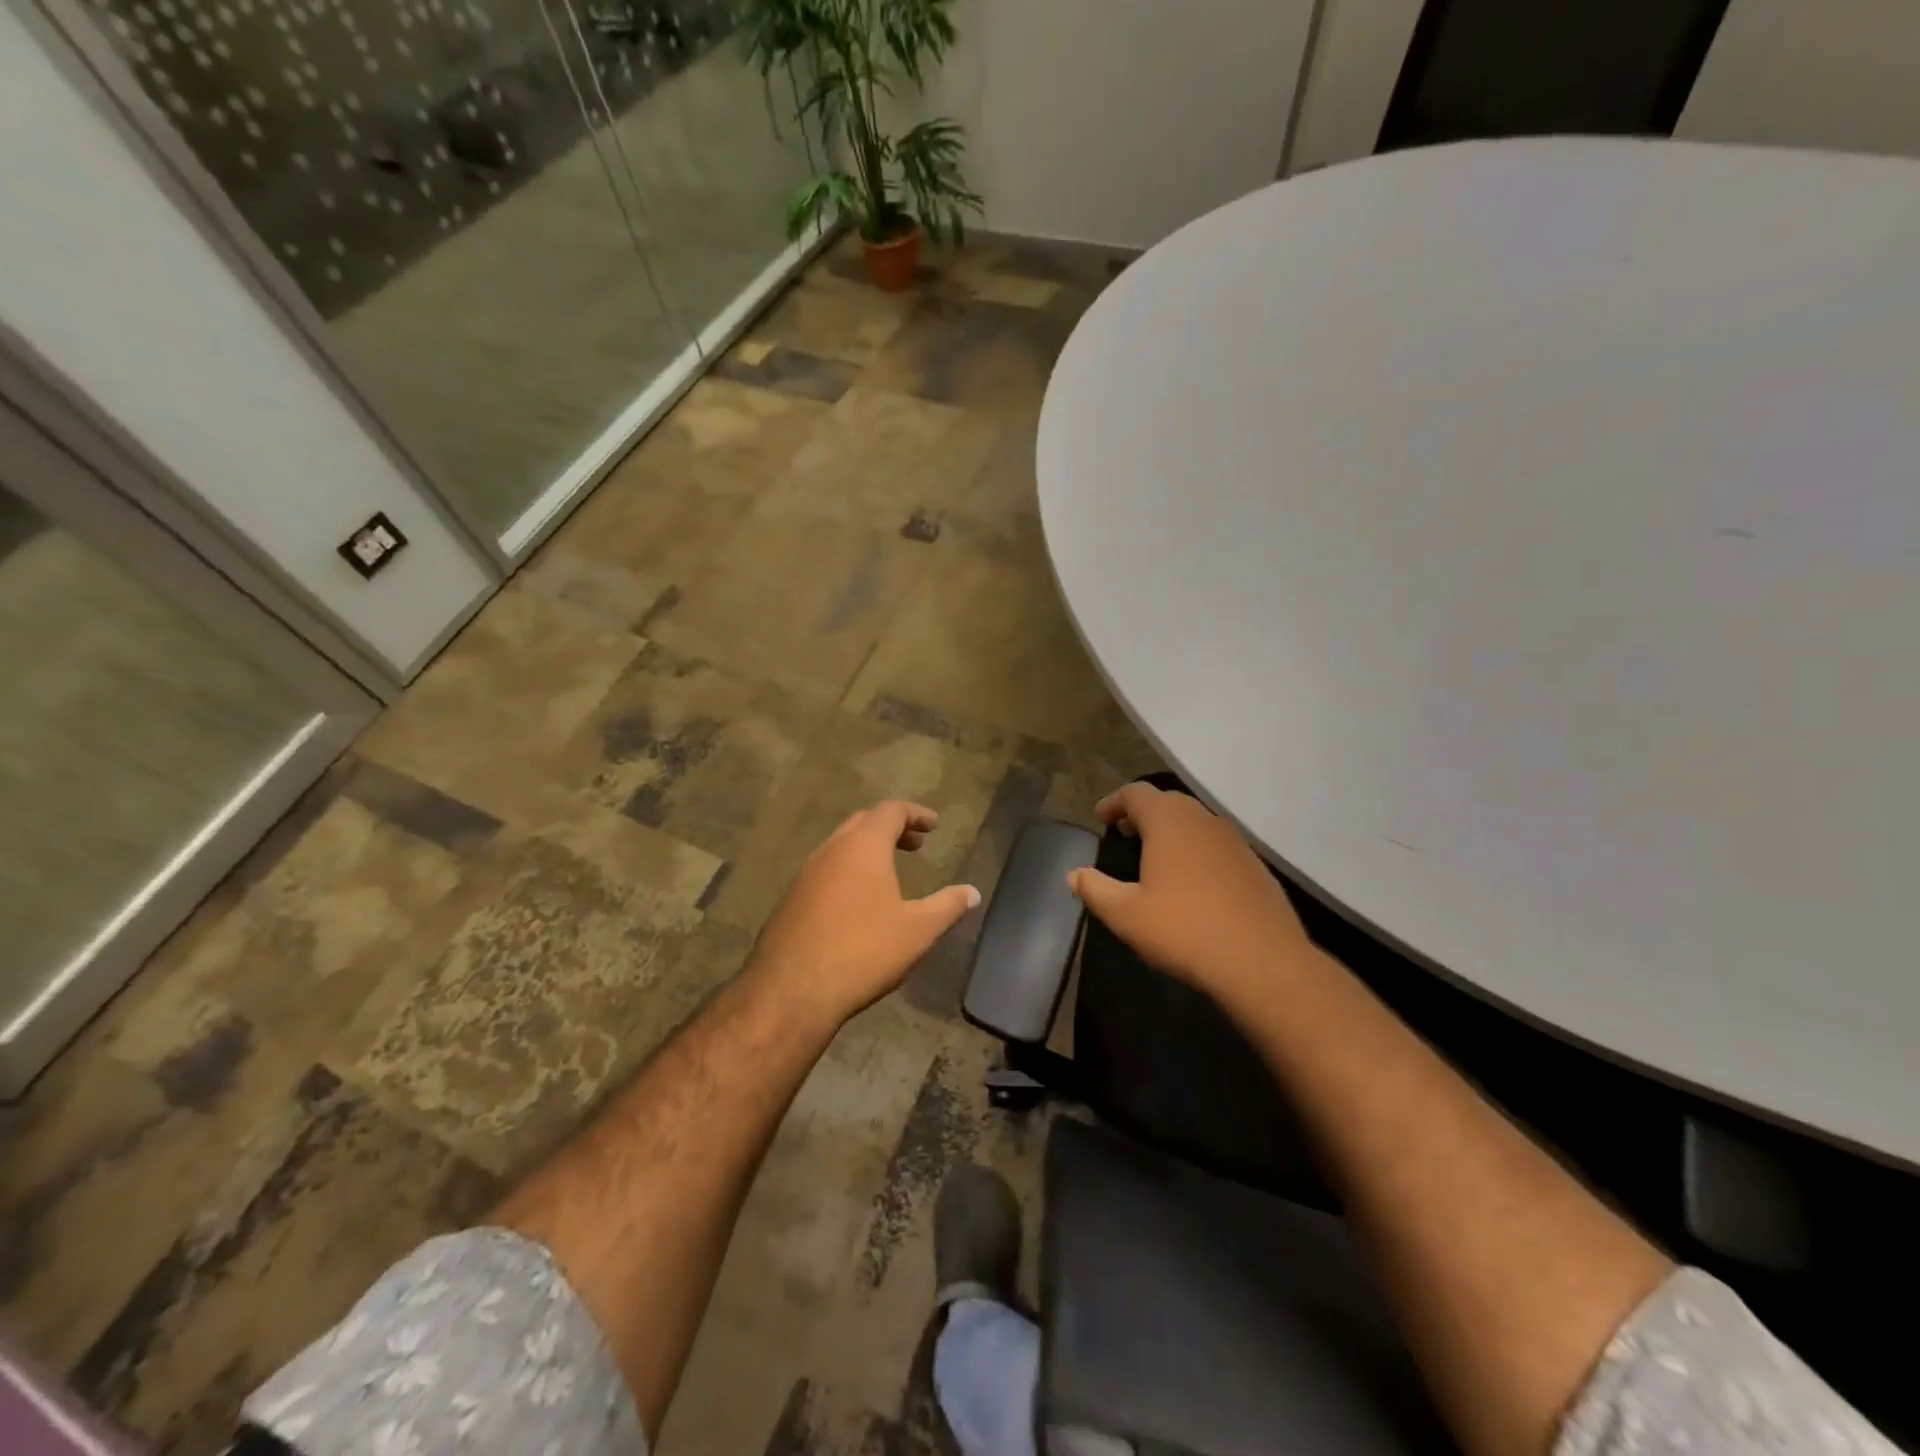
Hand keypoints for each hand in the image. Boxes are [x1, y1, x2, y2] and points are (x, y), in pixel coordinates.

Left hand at [749, 801, 980, 1022]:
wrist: (792, 990)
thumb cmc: (864, 951)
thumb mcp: (918, 930)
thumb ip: (948, 906)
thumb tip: (973, 892)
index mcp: (863, 846)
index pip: (891, 811)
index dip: (915, 814)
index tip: (933, 825)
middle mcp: (831, 850)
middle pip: (863, 823)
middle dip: (891, 828)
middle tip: (915, 844)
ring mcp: (805, 874)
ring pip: (840, 846)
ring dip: (867, 850)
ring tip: (889, 872)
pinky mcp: (790, 899)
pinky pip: (825, 871)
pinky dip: (848, 871)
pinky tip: (858, 901)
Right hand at [1068, 782, 1313, 1004]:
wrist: (1262, 961)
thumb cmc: (1184, 930)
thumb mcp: (1126, 914)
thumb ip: (1095, 889)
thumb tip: (1074, 875)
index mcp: (1168, 821)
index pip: (1136, 793)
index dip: (1114, 802)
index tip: (1101, 818)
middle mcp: (1203, 820)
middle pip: (1168, 802)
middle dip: (1143, 814)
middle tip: (1125, 833)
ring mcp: (1234, 841)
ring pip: (1196, 822)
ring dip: (1172, 831)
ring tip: (1156, 857)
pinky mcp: (1255, 866)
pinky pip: (1217, 845)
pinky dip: (1197, 850)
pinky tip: (1193, 882)